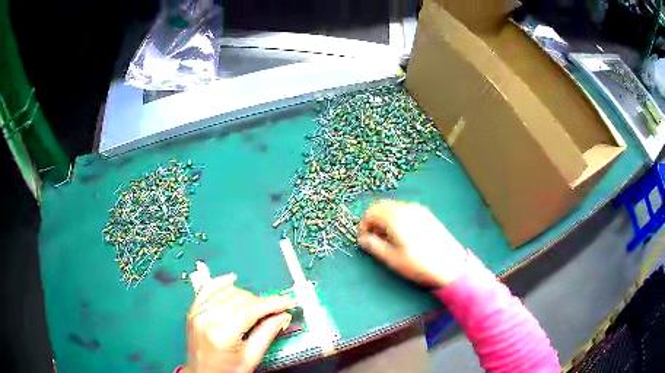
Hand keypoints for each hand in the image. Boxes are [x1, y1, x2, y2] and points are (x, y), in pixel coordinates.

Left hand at [183, 274, 294, 372]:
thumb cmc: (227, 371)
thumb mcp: (251, 359)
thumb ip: (266, 334)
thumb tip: (283, 315)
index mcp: (221, 335)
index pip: (250, 310)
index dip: (272, 304)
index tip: (287, 302)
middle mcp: (206, 318)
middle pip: (240, 299)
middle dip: (261, 302)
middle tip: (275, 310)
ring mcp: (197, 312)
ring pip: (227, 292)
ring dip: (246, 296)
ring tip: (257, 307)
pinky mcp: (193, 310)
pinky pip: (207, 288)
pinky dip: (221, 283)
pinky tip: (232, 280)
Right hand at [358, 200, 466, 287]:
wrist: (451, 264)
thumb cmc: (419, 264)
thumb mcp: (393, 259)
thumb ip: (374, 246)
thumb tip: (363, 239)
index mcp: (395, 217)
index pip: (371, 212)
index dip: (363, 224)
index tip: (363, 238)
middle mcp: (406, 208)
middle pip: (382, 206)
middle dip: (373, 220)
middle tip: (373, 238)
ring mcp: (418, 209)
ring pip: (394, 207)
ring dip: (385, 218)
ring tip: (388, 238)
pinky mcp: (427, 214)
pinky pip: (405, 210)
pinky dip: (397, 217)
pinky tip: (402, 234)